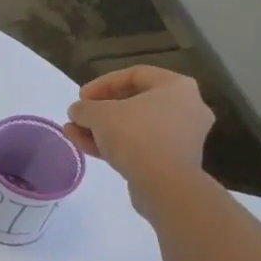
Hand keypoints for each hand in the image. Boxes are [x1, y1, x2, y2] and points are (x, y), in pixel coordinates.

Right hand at [64, 65, 214, 206]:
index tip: (81, 97)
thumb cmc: (137, 136)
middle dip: (100, 110)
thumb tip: (77, 111)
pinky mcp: (173, 160)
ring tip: (74, 133)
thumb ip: (85, 108)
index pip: (135, 74)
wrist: (165, 185)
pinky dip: (115, 144)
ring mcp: (182, 136)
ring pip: (135, 126)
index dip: (103, 83)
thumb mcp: (100, 115)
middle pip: (135, 102)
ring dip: (102, 129)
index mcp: (177, 87)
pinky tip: (87, 147)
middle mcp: (186, 107)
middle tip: (79, 116)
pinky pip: (140, 145)